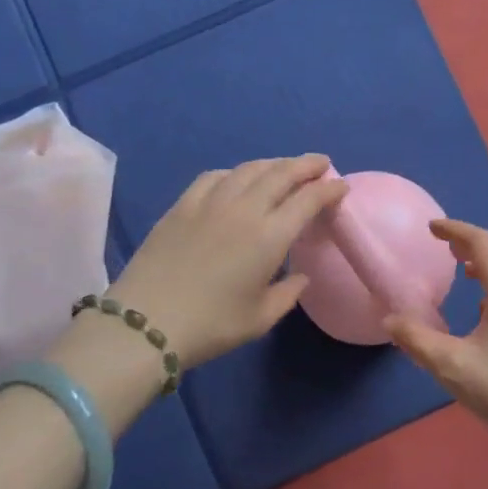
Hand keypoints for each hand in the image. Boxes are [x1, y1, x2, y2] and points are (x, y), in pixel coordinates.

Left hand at [108, 156, 348, 367]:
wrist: (145, 321)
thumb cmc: (211, 325)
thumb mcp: (260, 318)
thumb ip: (288, 294)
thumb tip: (300, 276)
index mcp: (270, 236)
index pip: (308, 199)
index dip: (329, 189)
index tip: (341, 185)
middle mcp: (244, 209)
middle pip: (281, 174)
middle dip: (306, 165)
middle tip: (321, 163)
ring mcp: (210, 202)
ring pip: (249, 169)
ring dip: (273, 164)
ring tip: (285, 167)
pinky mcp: (182, 205)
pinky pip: (215, 176)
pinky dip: (235, 173)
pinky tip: (237, 179)